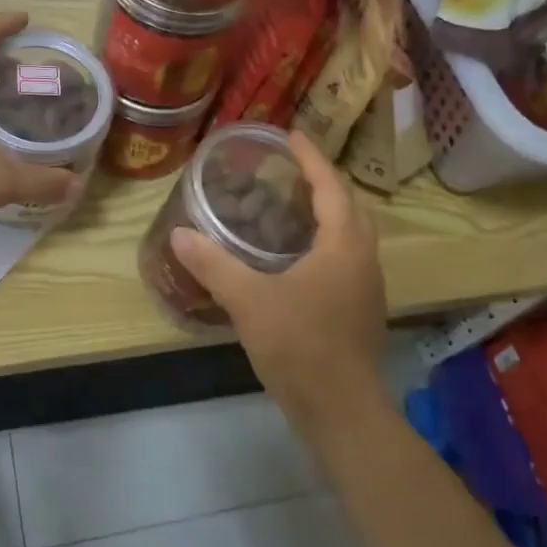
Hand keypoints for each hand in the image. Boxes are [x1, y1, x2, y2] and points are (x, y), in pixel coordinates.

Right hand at [170, 132, 387, 429]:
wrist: (342, 411)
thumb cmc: (300, 347)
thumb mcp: (249, 301)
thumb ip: (214, 264)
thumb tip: (180, 234)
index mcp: (344, 245)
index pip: (330, 186)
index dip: (311, 158)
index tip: (290, 135)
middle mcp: (363, 258)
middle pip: (349, 205)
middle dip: (322, 182)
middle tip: (286, 171)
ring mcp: (366, 286)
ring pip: (351, 234)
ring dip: (326, 213)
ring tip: (288, 207)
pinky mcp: (360, 309)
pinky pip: (346, 257)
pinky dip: (325, 242)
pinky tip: (294, 258)